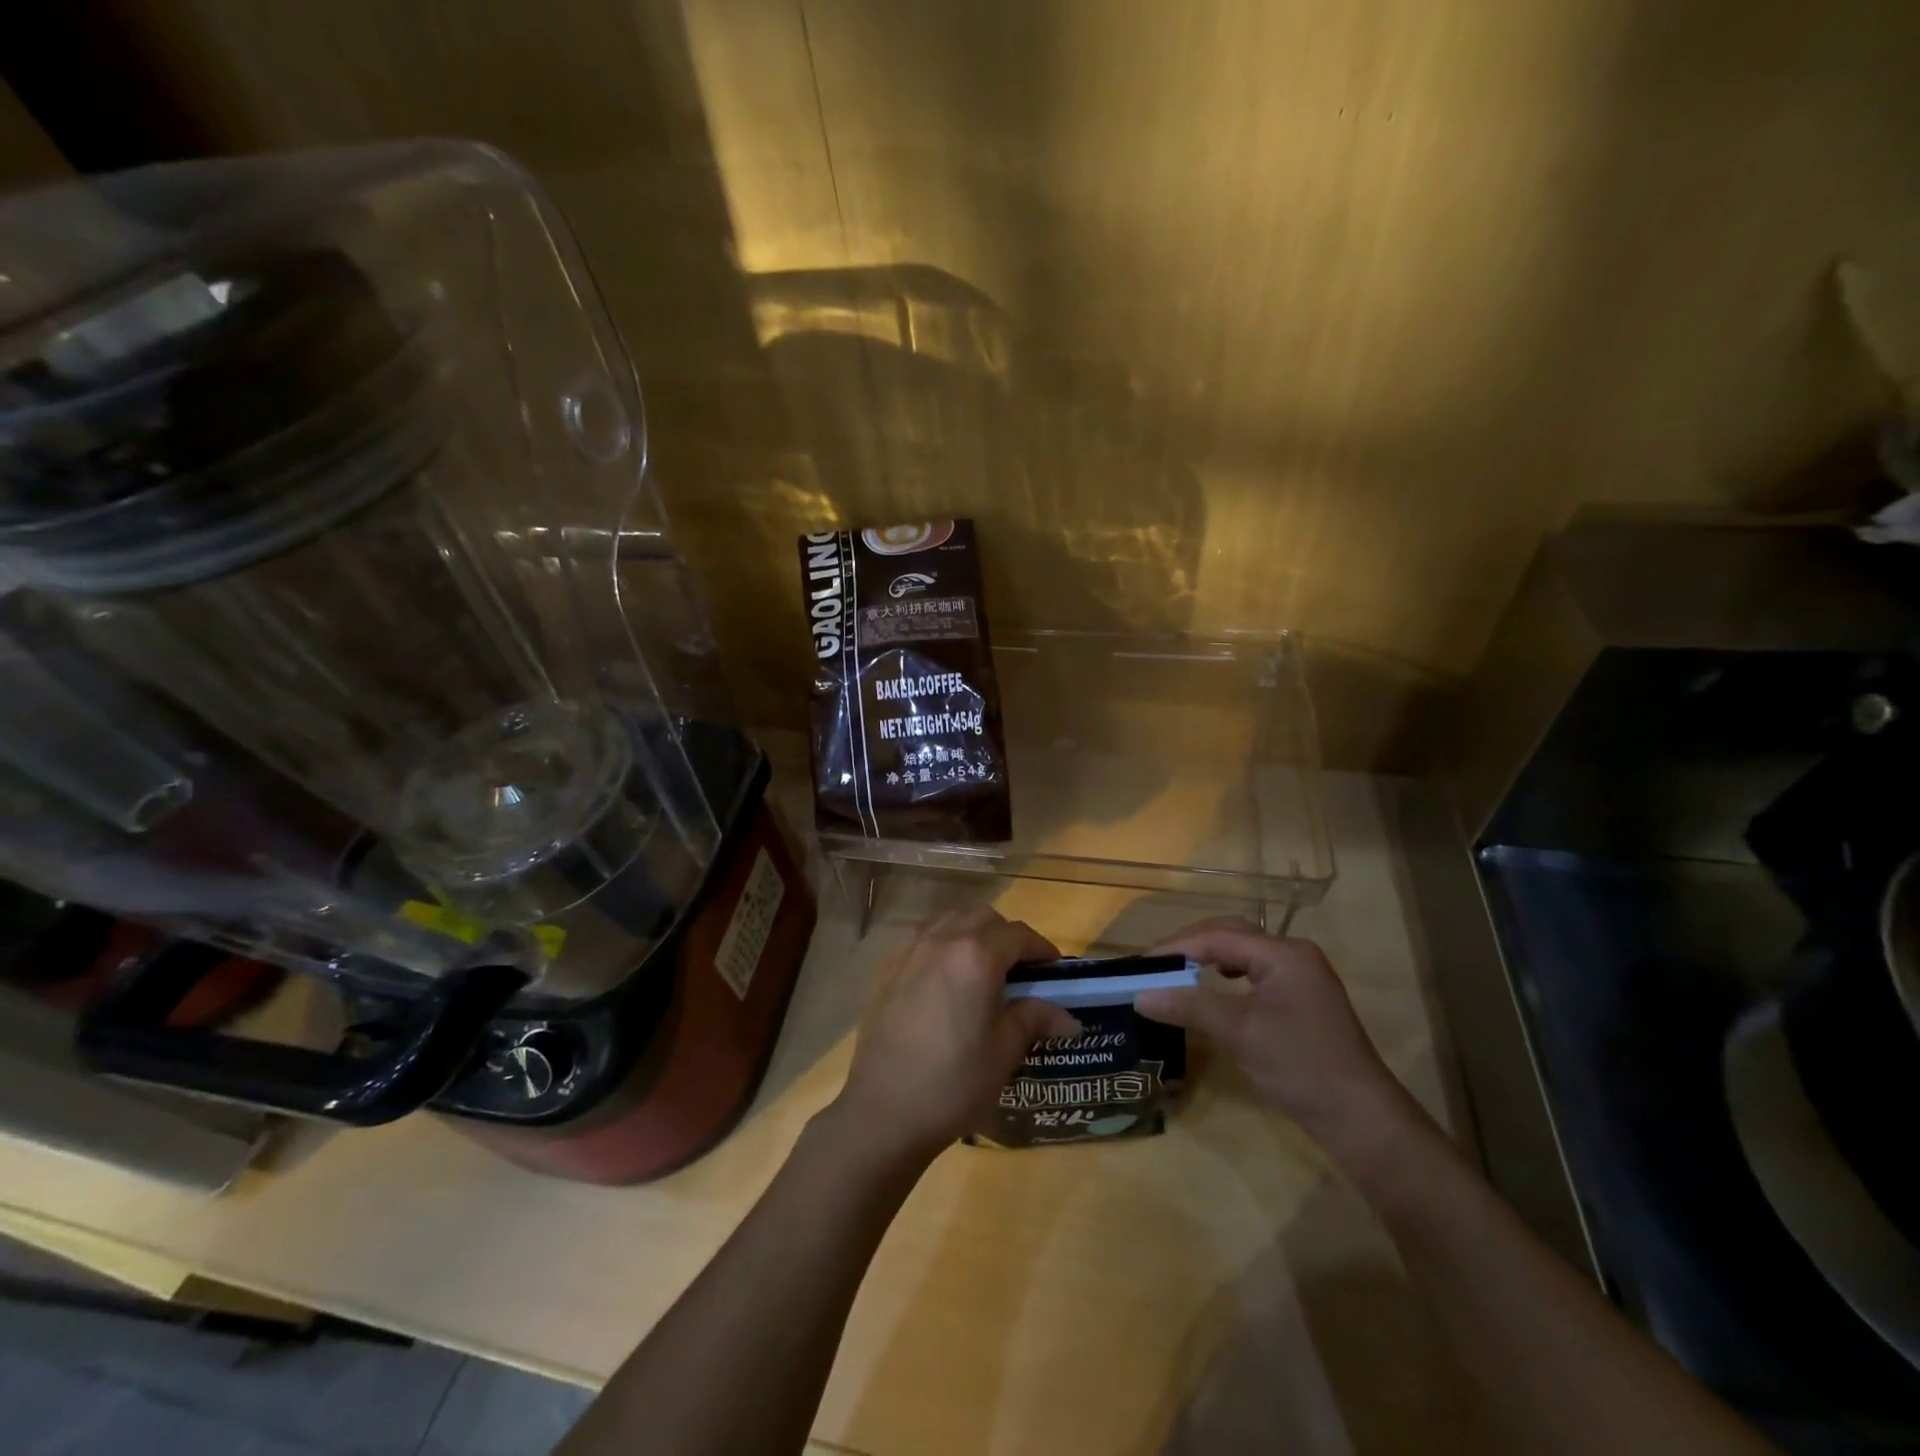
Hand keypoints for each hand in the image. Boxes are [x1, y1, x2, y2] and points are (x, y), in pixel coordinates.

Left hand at [834, 906, 1081, 1162]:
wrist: (883, 1111)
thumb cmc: (953, 1082)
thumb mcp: (1004, 1051)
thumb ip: (1034, 1019)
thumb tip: (1069, 1018)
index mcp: (976, 955)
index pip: (1019, 935)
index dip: (1042, 949)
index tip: (1053, 971)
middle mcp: (941, 939)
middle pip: (983, 918)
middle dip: (1007, 937)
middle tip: (1019, 972)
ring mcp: (909, 951)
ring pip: (950, 921)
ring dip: (972, 934)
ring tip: (982, 972)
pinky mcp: (886, 968)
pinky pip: (922, 939)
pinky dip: (942, 946)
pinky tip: (945, 982)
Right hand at [1134, 918, 1427, 1162]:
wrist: (1361, 1119)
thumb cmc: (1300, 1066)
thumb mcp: (1239, 1033)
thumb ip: (1189, 1006)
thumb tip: (1139, 995)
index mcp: (1284, 953)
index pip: (1218, 936)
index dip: (1177, 947)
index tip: (1141, 964)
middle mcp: (1294, 955)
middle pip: (1232, 935)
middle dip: (1191, 946)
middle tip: (1155, 965)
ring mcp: (1301, 977)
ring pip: (1244, 953)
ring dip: (1208, 958)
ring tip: (1176, 972)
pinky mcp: (1302, 1000)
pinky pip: (1255, 973)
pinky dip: (1227, 975)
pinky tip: (1214, 987)